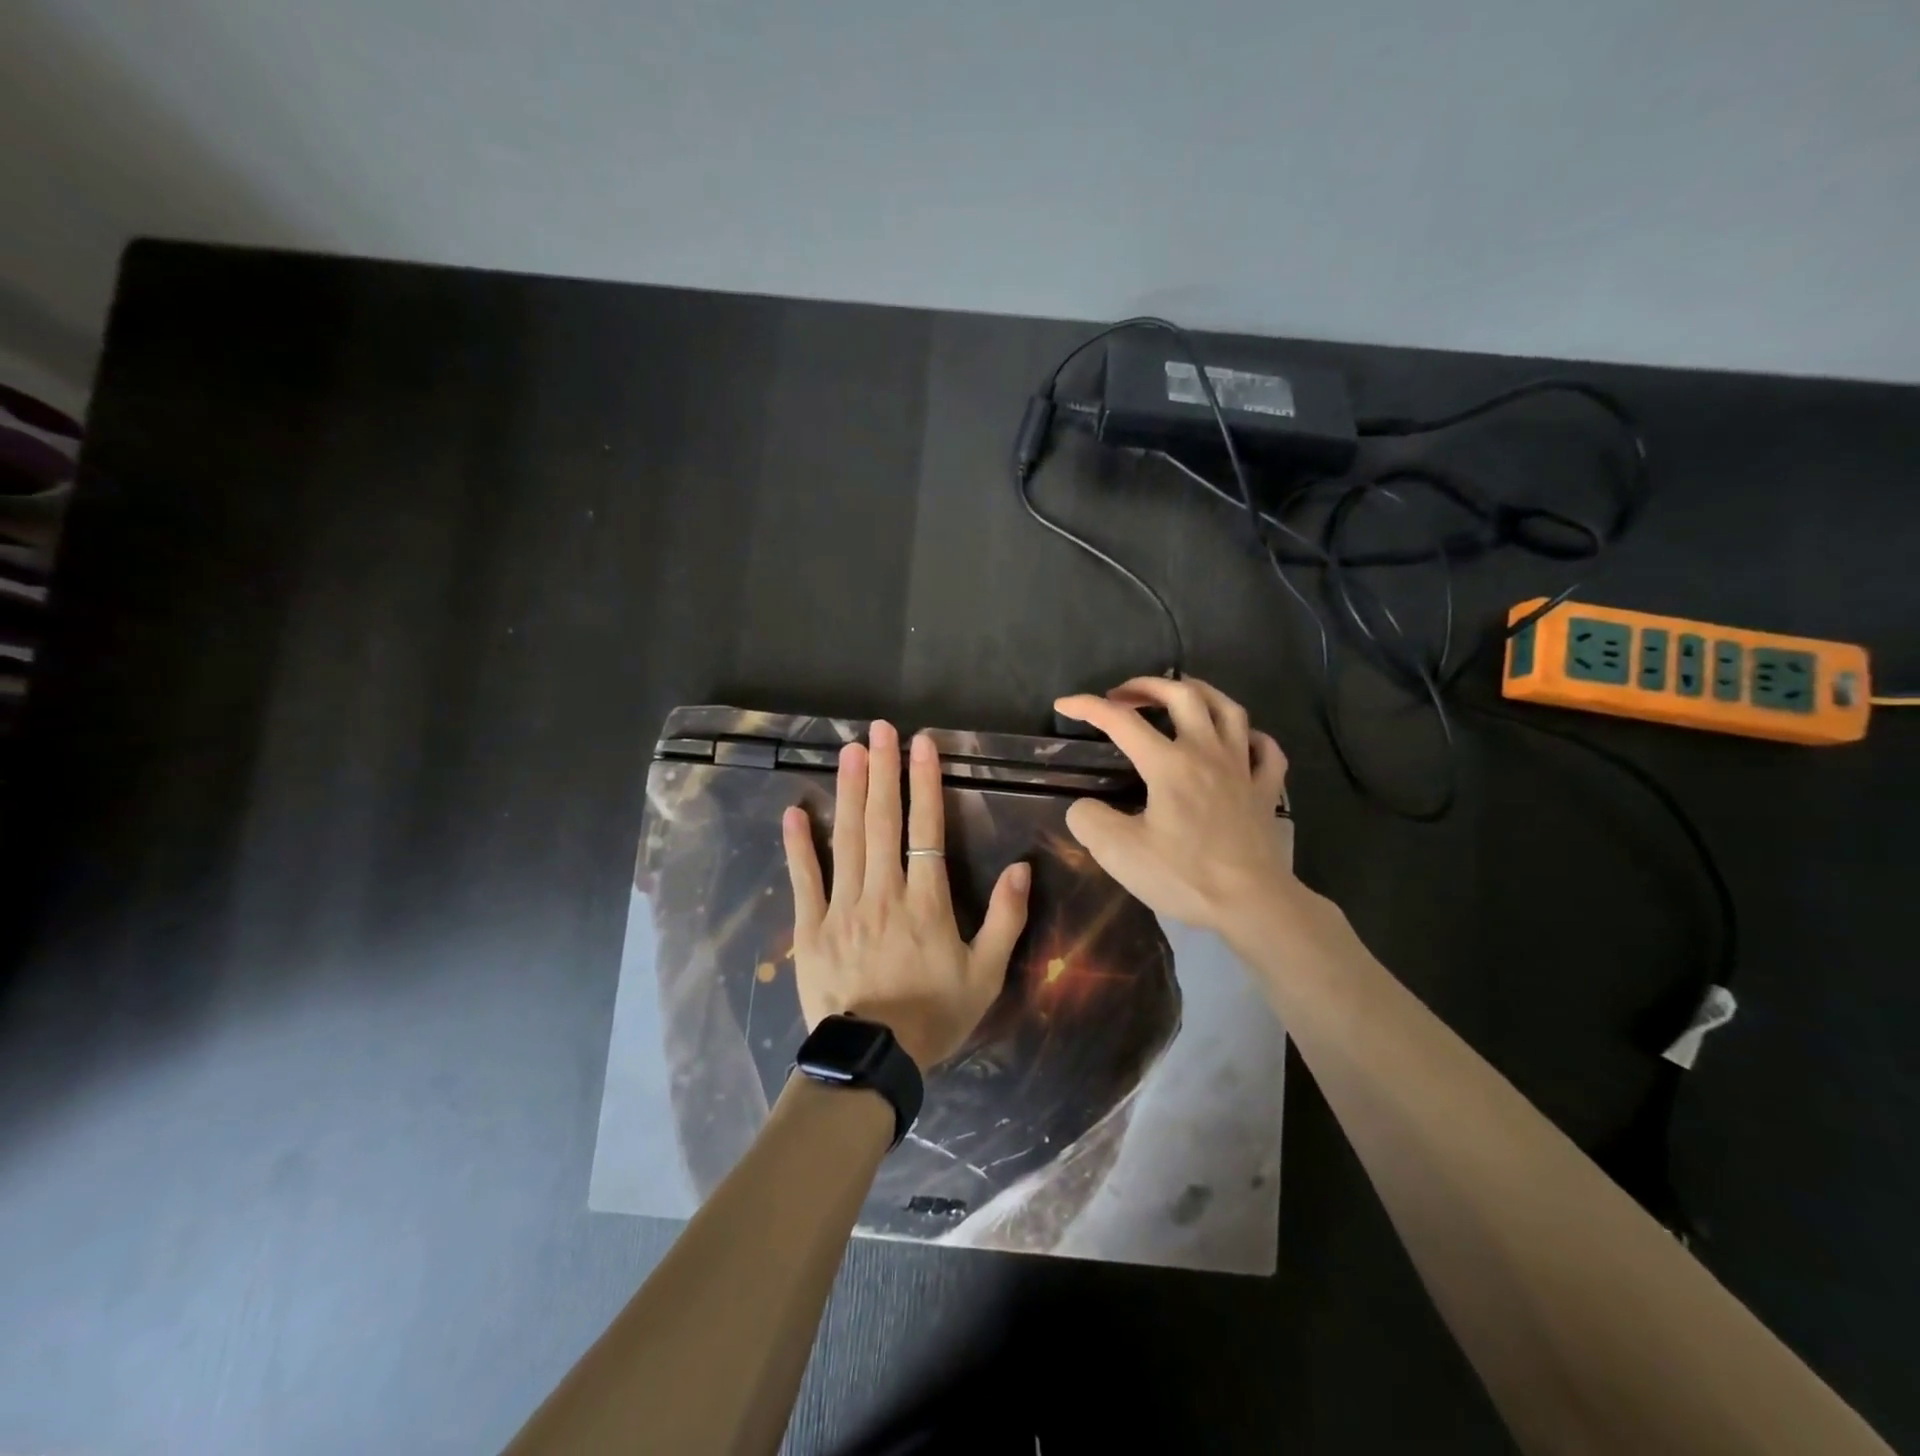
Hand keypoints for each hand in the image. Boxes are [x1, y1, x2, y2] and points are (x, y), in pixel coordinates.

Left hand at [782, 720, 1031, 1069]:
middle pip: (883, 823)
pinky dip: (798, 846)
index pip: (927, 829)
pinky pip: (805, 880)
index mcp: (926, 902)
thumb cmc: (935, 1016)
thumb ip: (1006, 919)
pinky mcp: (811, 929)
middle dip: (883, 771)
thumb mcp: (986, 974)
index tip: (922, 744)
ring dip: (849, 793)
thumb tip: (1021, 867)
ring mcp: (843, 909)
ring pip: (846, 840)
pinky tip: (794, 812)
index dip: (925, 783)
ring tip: (848, 752)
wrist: (874, 1061)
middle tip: (878, 729)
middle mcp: (883, 894)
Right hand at [1054, 677, 1296, 933]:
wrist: (1253, 904)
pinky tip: (1239, 740)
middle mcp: (1207, 753)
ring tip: (1180, 695)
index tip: (1064, 706)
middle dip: (1147, 686)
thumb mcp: (1119, 854)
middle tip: (1123, 694)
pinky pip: (1265, 750)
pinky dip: (1250, 736)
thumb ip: (1090, 821)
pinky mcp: (1266, 791)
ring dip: (1200, 693)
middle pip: (1183, 696)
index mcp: (1168, 765)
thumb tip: (1084, 807)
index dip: (1088, 707)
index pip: (1121, 721)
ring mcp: (1243, 769)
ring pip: (1228, 710)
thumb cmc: (1184, 876)